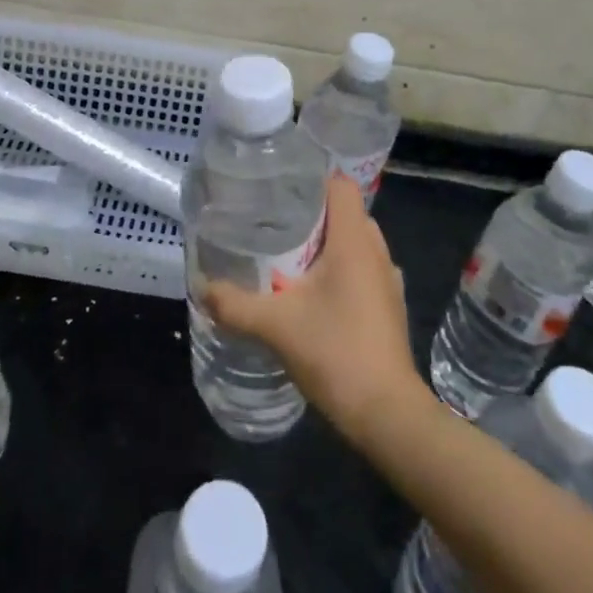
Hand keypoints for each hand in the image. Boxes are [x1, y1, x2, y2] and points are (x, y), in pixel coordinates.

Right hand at [203, 174, 425, 446]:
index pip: (340, 185)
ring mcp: (388, 279)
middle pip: (345, 212)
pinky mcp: (389, 305)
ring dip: (327, 243)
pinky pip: (363, 268)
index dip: (312, 178)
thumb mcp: (276, 326)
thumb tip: (203, 287)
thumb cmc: (336, 353)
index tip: (280, 187)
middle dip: (312, 213)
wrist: (387, 413)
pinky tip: (314, 292)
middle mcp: (376, 251)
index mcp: (355, 240)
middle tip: (273, 221)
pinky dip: (341, 269)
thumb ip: (236, 305)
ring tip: (289, 254)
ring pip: (355, 242)